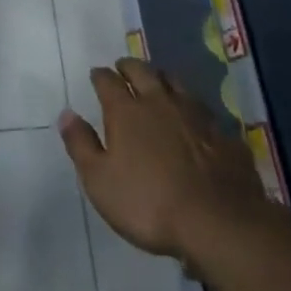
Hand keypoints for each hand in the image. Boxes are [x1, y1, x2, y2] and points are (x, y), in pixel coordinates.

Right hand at [59, 58, 265, 261]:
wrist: (219, 224)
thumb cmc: (148, 203)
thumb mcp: (99, 180)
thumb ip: (81, 144)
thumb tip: (67, 113)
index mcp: (126, 111)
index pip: (108, 81)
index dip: (100, 76)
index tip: (96, 75)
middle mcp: (160, 103)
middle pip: (143, 72)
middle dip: (130, 66)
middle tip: (123, 68)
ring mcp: (196, 116)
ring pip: (176, 84)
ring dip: (162, 79)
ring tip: (157, 83)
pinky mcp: (224, 135)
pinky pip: (204, 112)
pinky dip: (193, 110)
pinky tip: (194, 120)